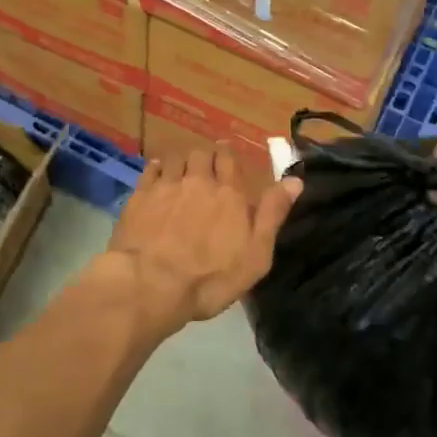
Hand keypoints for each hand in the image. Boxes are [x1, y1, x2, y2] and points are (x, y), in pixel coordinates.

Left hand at [94, 146, 300, 337]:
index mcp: (229, 193)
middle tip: (206, 168)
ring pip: (175, 158)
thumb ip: (273, 214)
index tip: (228, 160)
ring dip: (181, 161)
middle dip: (205, 157)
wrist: (152, 283)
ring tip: (182, 172)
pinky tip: (157, 176)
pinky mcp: (140, 195)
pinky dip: (156, 168)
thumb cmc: (210, 277)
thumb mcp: (256, 255)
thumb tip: (295, 180)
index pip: (230, 159)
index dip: (228, 157)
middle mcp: (198, 181)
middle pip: (202, 153)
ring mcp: (166, 185)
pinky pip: (150, 170)